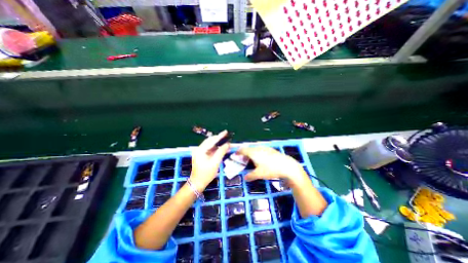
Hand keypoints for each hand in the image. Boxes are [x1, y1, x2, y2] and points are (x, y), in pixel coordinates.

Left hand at [188, 131, 228, 191]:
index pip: (211, 140)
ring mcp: (199, 152)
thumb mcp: (215, 162)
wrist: (197, 183)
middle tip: (226, 135)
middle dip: (218, 138)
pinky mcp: (201, 155)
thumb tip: (227, 144)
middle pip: (210, 141)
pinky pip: (209, 149)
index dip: (219, 136)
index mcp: (200, 150)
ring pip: (210, 145)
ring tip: (225, 140)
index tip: (226, 132)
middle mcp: (199, 149)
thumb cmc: (206, 173)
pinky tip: (221, 147)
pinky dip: (215, 148)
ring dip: (217, 143)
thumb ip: (221, 152)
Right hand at [238, 146, 309, 186]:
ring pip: (255, 148)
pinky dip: (257, 152)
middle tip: (242, 159)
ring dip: (251, 152)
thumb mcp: (259, 174)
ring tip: (251, 159)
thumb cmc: (270, 169)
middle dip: (244, 153)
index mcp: (253, 152)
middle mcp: (258, 148)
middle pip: (248, 148)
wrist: (286, 166)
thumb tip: (245, 177)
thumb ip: (250, 176)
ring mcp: (265, 148)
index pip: (243, 150)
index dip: (238, 152)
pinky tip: (261, 158)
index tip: (235, 154)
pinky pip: (260, 149)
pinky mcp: (270, 149)